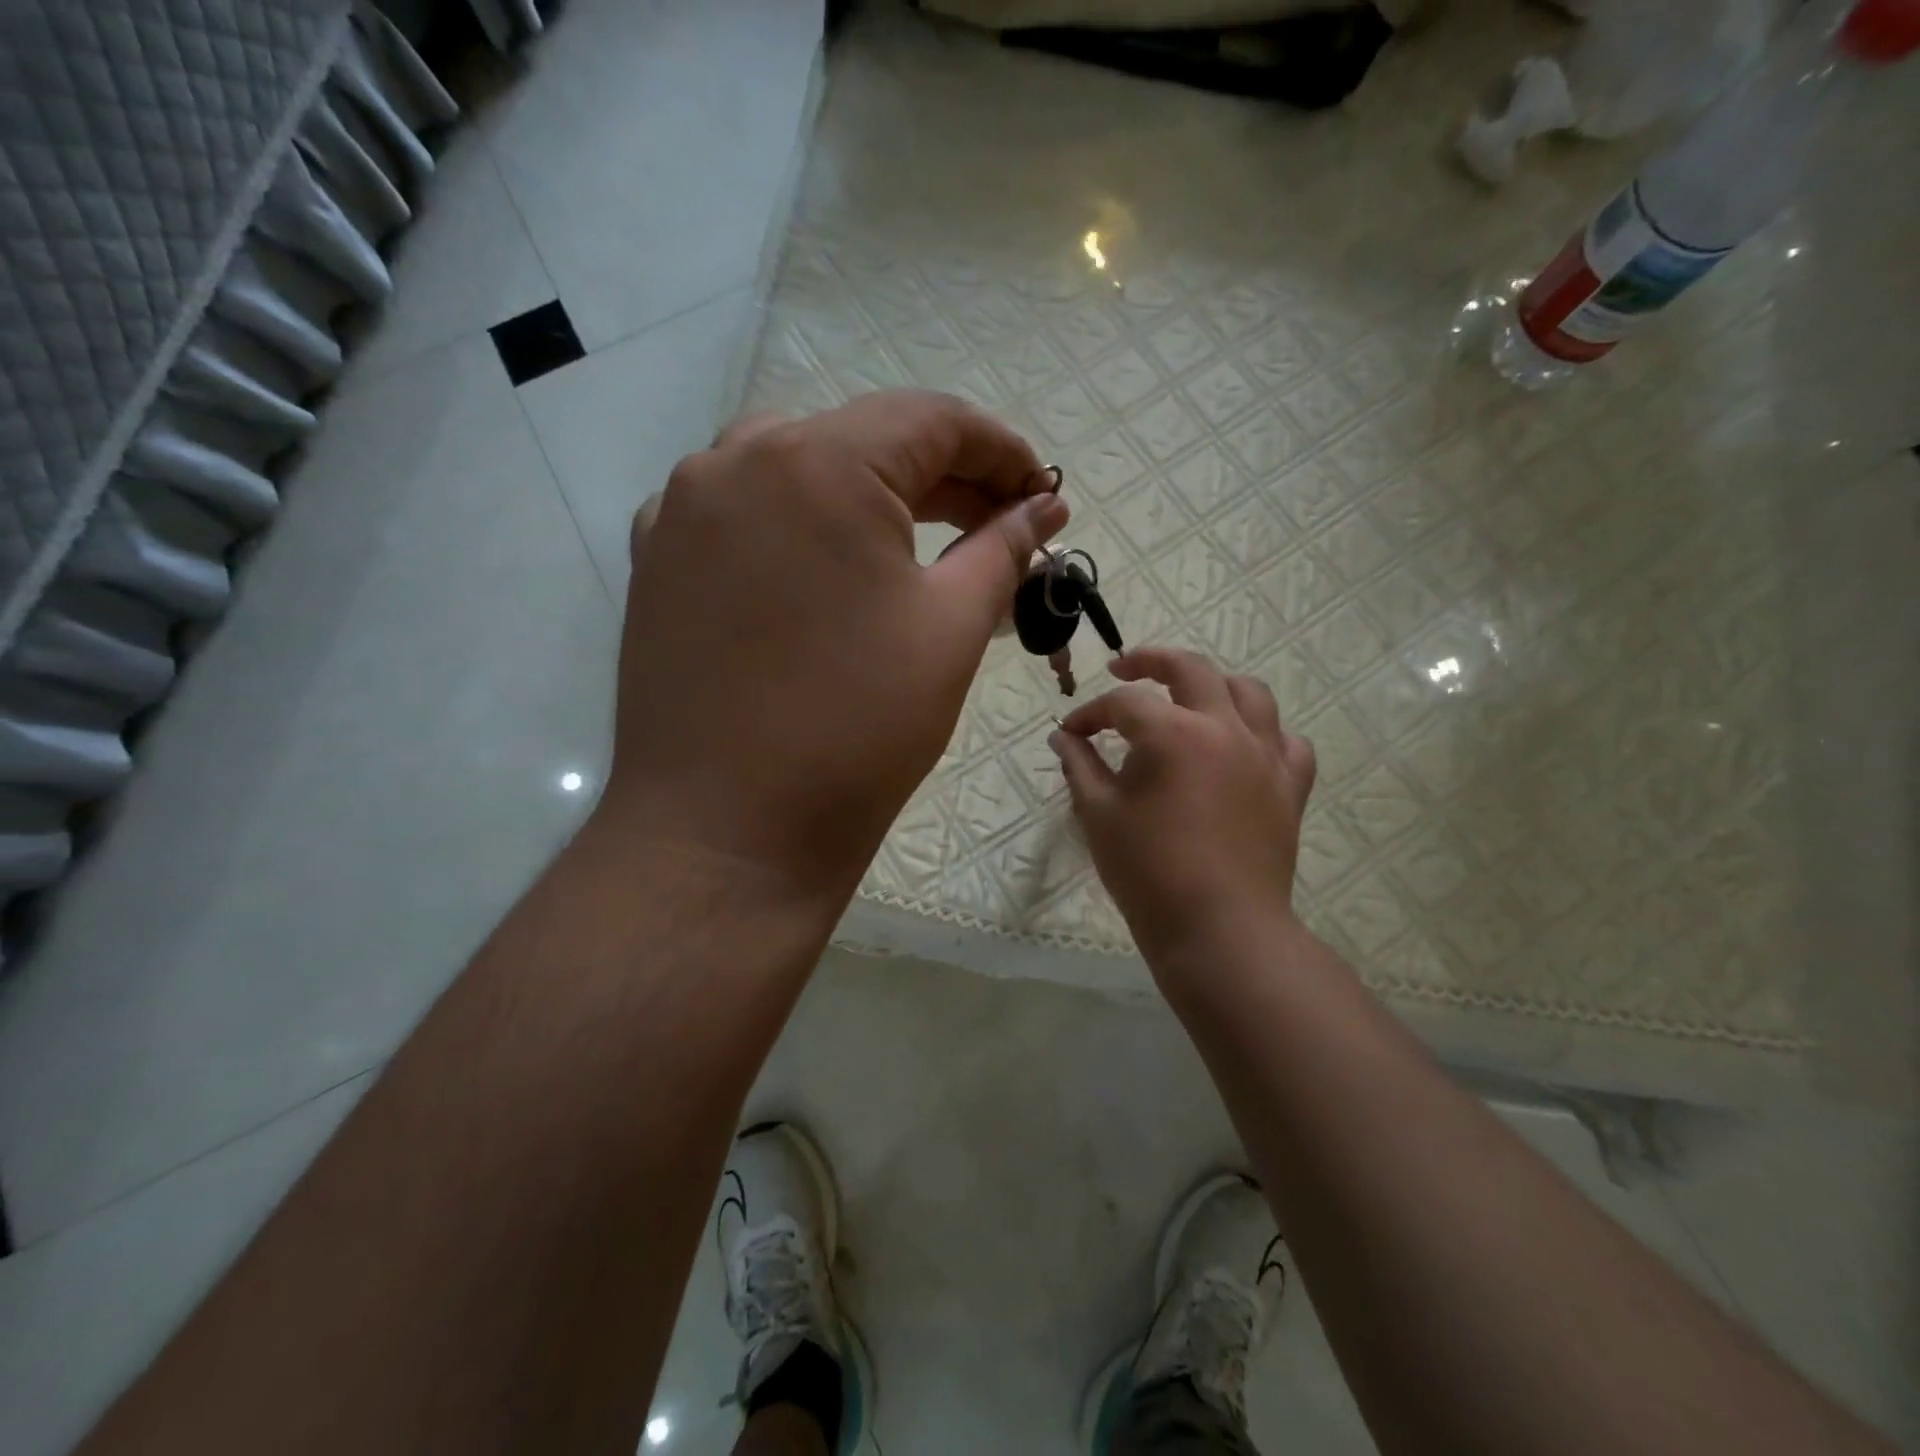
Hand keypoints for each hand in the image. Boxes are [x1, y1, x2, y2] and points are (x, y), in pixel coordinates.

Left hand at [602, 390, 1066, 907]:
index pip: (930, 419)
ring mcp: (682, 509)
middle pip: (862, 440)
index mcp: (817, 463)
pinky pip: (744, 512)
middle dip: (942, 478)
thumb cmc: (857, 731)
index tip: (1043, 490)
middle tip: (1001, 525)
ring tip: (922, 544)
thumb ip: (1003, 548)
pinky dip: (801, 524)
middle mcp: (735, 460)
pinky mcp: (657, 559)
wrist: (727, 833)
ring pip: (798, 468)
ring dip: (869, 496)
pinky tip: (831, 569)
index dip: (1000, 449)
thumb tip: (1042, 507)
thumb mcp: (951, 629)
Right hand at [1051, 647, 1316, 977]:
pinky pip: (1287, 740)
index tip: (1072, 733)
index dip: (1091, 714)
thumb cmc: (1148, 873)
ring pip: (1249, 693)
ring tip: (1190, 697)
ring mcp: (1265, 755)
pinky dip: (1264, 732)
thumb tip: (1063, 737)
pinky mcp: (1290, 786)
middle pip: (1192, 669)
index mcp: (1174, 734)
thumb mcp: (1100, 815)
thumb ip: (1080, 766)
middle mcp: (1225, 729)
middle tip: (1124, 669)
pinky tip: (1243, 745)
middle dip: (1151, 661)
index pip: (1125, 703)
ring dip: (1214, 685)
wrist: (1219, 929)